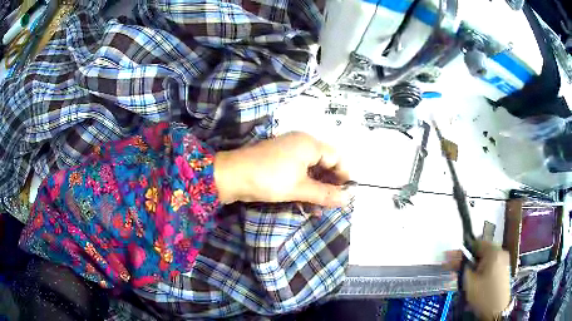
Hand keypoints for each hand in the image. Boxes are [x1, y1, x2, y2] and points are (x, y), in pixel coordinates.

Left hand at [214, 132, 350, 206]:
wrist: (231, 176)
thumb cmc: (269, 179)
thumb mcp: (299, 188)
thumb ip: (325, 194)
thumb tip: (348, 199)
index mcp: (309, 144)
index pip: (337, 157)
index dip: (343, 175)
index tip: (345, 194)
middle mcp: (301, 143)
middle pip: (325, 162)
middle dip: (330, 184)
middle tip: (332, 204)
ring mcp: (288, 151)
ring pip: (311, 169)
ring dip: (317, 188)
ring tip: (319, 208)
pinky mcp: (279, 161)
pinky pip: (298, 172)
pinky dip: (304, 186)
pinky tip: (306, 203)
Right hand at [444, 241, 510, 318]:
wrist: (497, 310)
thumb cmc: (483, 295)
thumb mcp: (469, 282)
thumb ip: (463, 267)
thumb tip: (457, 259)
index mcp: (493, 251)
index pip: (476, 243)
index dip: (462, 250)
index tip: (450, 257)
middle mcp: (500, 252)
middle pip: (481, 251)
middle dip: (467, 259)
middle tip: (453, 267)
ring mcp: (504, 260)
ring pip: (485, 259)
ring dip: (473, 265)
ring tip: (462, 275)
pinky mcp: (504, 269)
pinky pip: (490, 265)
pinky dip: (480, 269)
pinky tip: (473, 278)